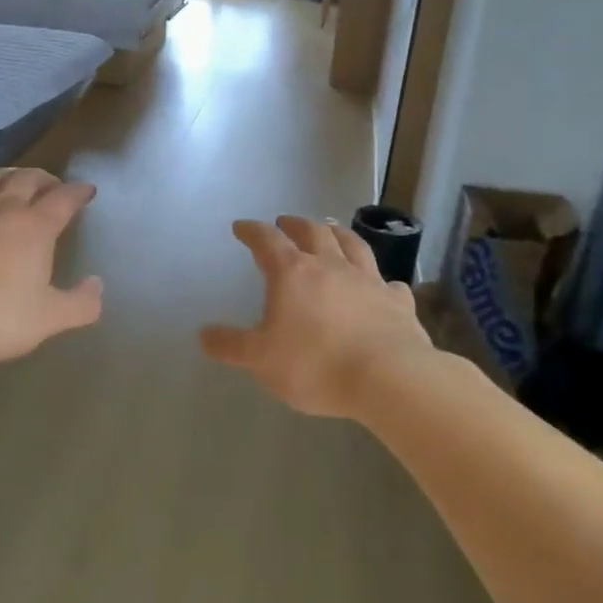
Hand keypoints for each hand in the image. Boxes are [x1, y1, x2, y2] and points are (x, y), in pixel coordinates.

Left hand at [0, 168, 103, 362]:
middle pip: (26, 179)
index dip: (78, 192)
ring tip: (12, 179)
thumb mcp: (46, 320)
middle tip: (51, 183)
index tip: (87, 190)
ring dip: (5, 175)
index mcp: (34, 228)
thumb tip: (97, 285)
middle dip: (43, 178)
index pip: (63, 199)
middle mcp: (0, 209)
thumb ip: (79, 304)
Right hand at [201, 216, 437, 417]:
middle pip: (312, 232)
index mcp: (293, 273)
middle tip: (284, 222)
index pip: (267, 240)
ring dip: (337, 234)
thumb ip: (231, 345)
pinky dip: (380, 279)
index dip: (252, 231)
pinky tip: (381, 283)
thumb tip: (203, 335)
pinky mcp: (398, 302)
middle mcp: (331, 266)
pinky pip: (388, 283)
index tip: (242, 227)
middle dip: (295, 224)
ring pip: (352, 245)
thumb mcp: (261, 360)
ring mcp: (368, 281)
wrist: (389, 379)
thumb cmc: (315, 365)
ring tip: (330, 230)